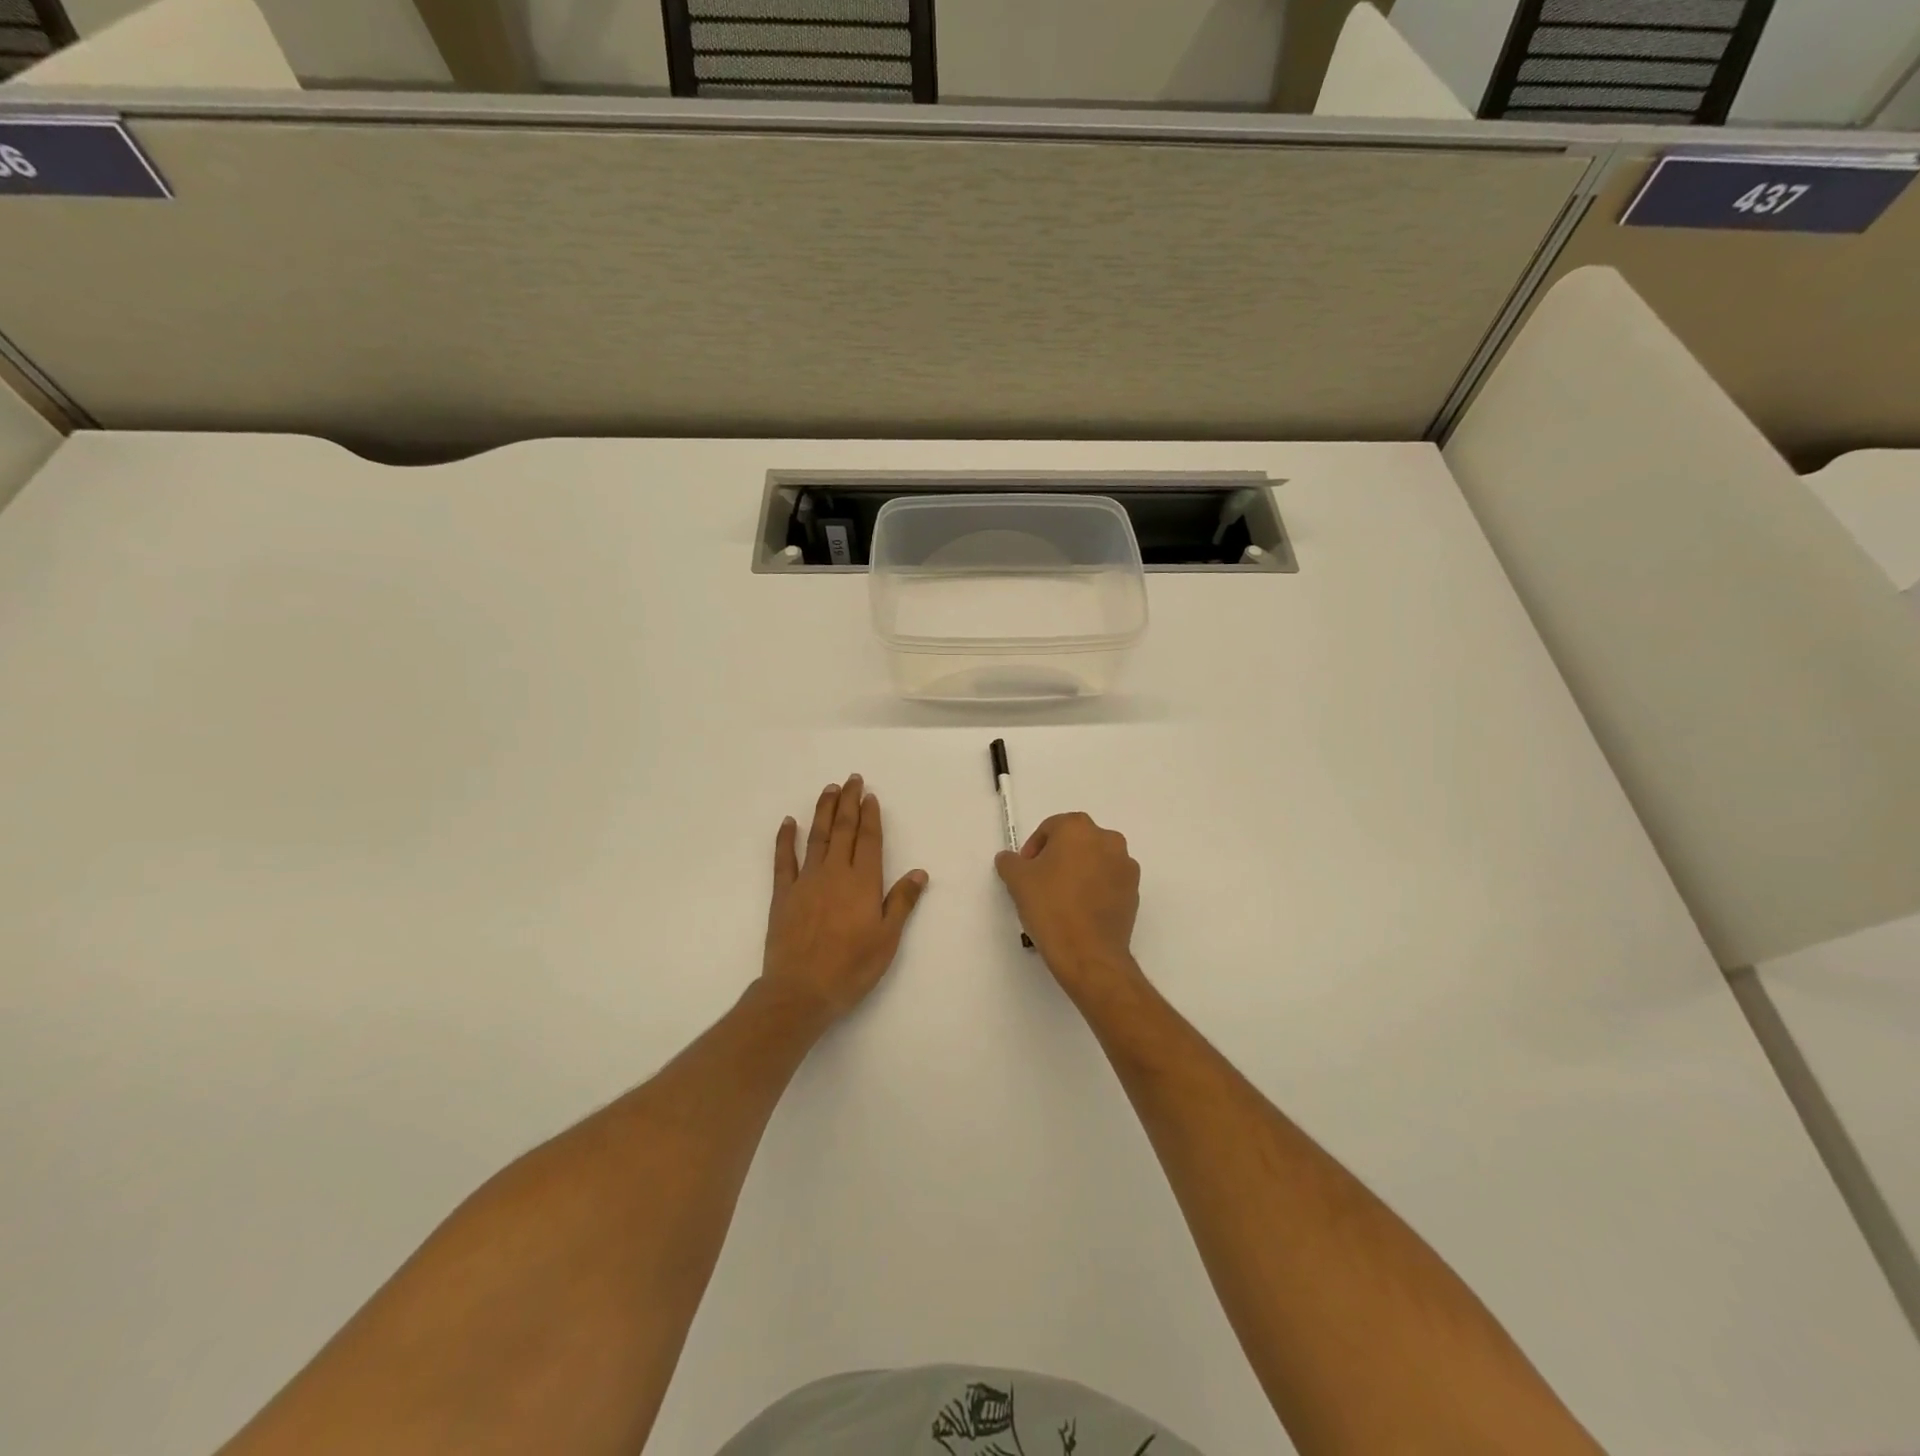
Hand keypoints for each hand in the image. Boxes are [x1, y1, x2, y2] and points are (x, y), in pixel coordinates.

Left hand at [761, 774, 928, 1024]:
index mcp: (864, 882)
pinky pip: (783, 859)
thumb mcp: (887, 939)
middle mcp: (836, 873)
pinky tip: (788, 822)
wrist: (801, 990)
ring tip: (829, 789)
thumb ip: (901, 902)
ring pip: (817, 836)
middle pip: (843, 829)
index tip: (870, 796)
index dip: (871, 816)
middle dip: (849, 802)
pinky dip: (785, 839)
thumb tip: (919, 872)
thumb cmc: (851, 967)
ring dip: (823, 811)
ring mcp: (806, 880)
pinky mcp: (783, 894)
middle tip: (851, 779)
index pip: (869, 840)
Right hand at [995, 812, 1140, 997]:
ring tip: (1061, 899)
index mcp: (1079, 828)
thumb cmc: (1050, 906)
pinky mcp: (1134, 892)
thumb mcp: (1017, 880)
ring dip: (1078, 872)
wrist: (1088, 953)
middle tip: (1040, 883)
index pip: (1051, 828)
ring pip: (1094, 861)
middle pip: (1075, 842)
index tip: (1025, 870)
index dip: (1034, 848)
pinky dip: (1095, 889)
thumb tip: (1010, 859)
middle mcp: (1108, 839)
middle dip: (1057, 858)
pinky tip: (1080, 911)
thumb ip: (1010, 861)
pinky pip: (1109, 882)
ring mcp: (1126, 866)